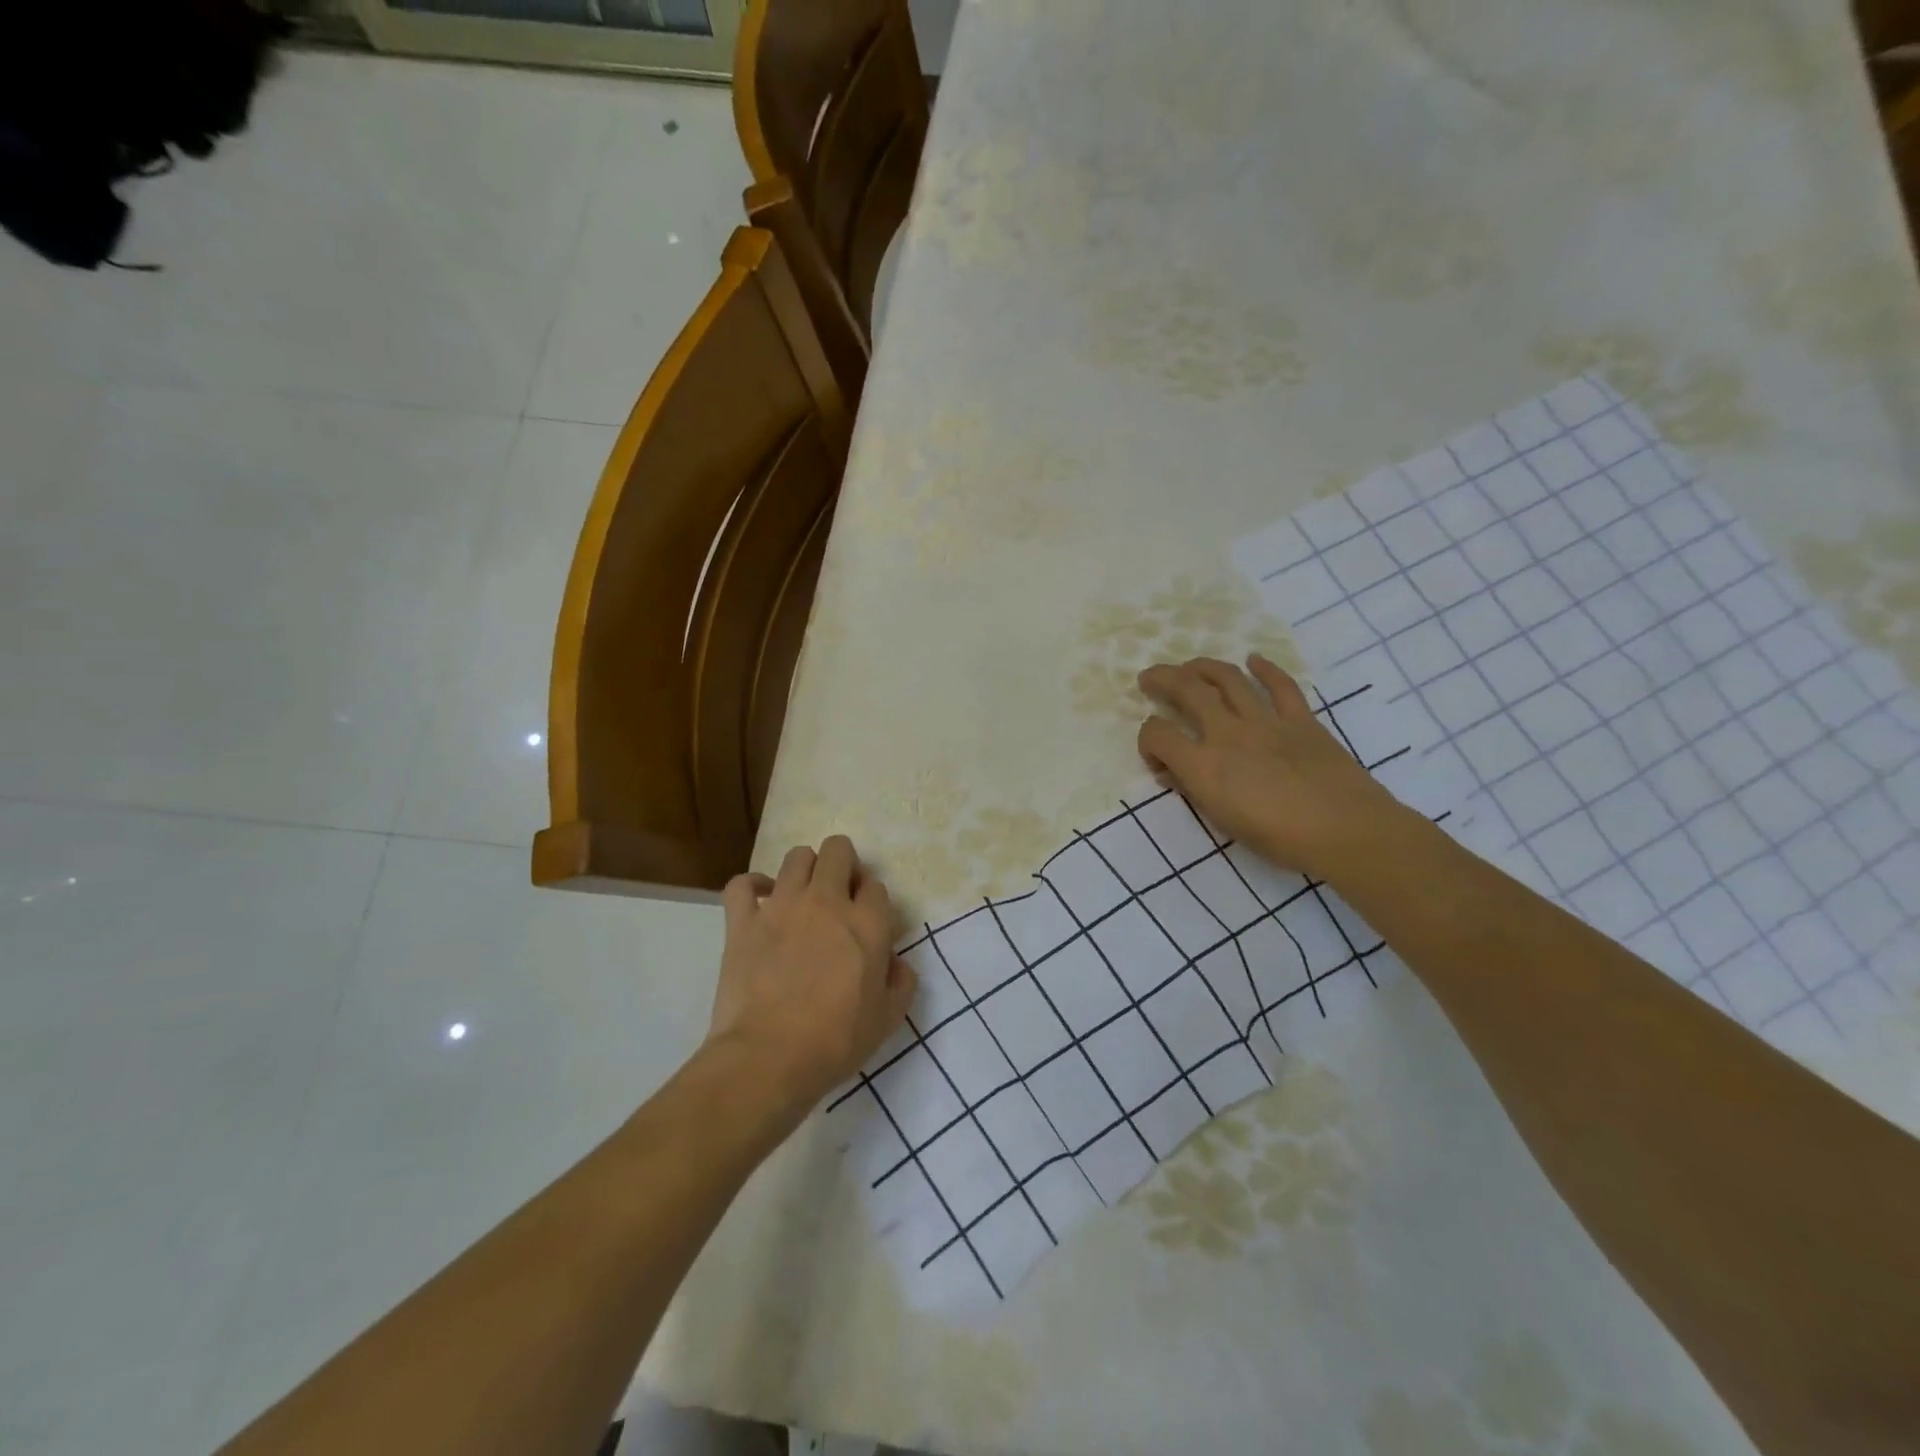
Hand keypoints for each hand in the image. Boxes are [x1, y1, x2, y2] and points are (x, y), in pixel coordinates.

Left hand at [705, 836, 917, 1119]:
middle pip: (838, 850)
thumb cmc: (835, 1042)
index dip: (872, 901)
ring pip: (796, 856)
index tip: (867, 923)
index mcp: (867, 923)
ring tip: (802, 896)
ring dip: (804, 869)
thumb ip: (901, 982)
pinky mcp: (743, 921)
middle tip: (839, 896)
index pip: (875, 886)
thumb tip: (897, 962)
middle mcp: (827, 902)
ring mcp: (781, 906)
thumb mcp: (888, 1019)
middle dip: (843, 864)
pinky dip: (751, 886)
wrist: (769, 1058)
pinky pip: (742, 884)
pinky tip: (758, 900)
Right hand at [1137, 655, 1409, 881]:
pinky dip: (1265, 668)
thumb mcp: (1223, 821)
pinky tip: (1254, 660)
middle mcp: (1228, 733)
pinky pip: (1280, 685)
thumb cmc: (1279, 839)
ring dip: (1202, 667)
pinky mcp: (1300, 719)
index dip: (1147, 740)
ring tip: (1190, 667)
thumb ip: (1194, 790)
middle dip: (1162, 679)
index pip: (1158, 734)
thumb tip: (1174, 773)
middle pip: (1186, 690)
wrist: (1345, 831)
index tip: (1156, 756)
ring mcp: (1266, 721)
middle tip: (1150, 678)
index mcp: (1204, 765)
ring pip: (1227, 678)